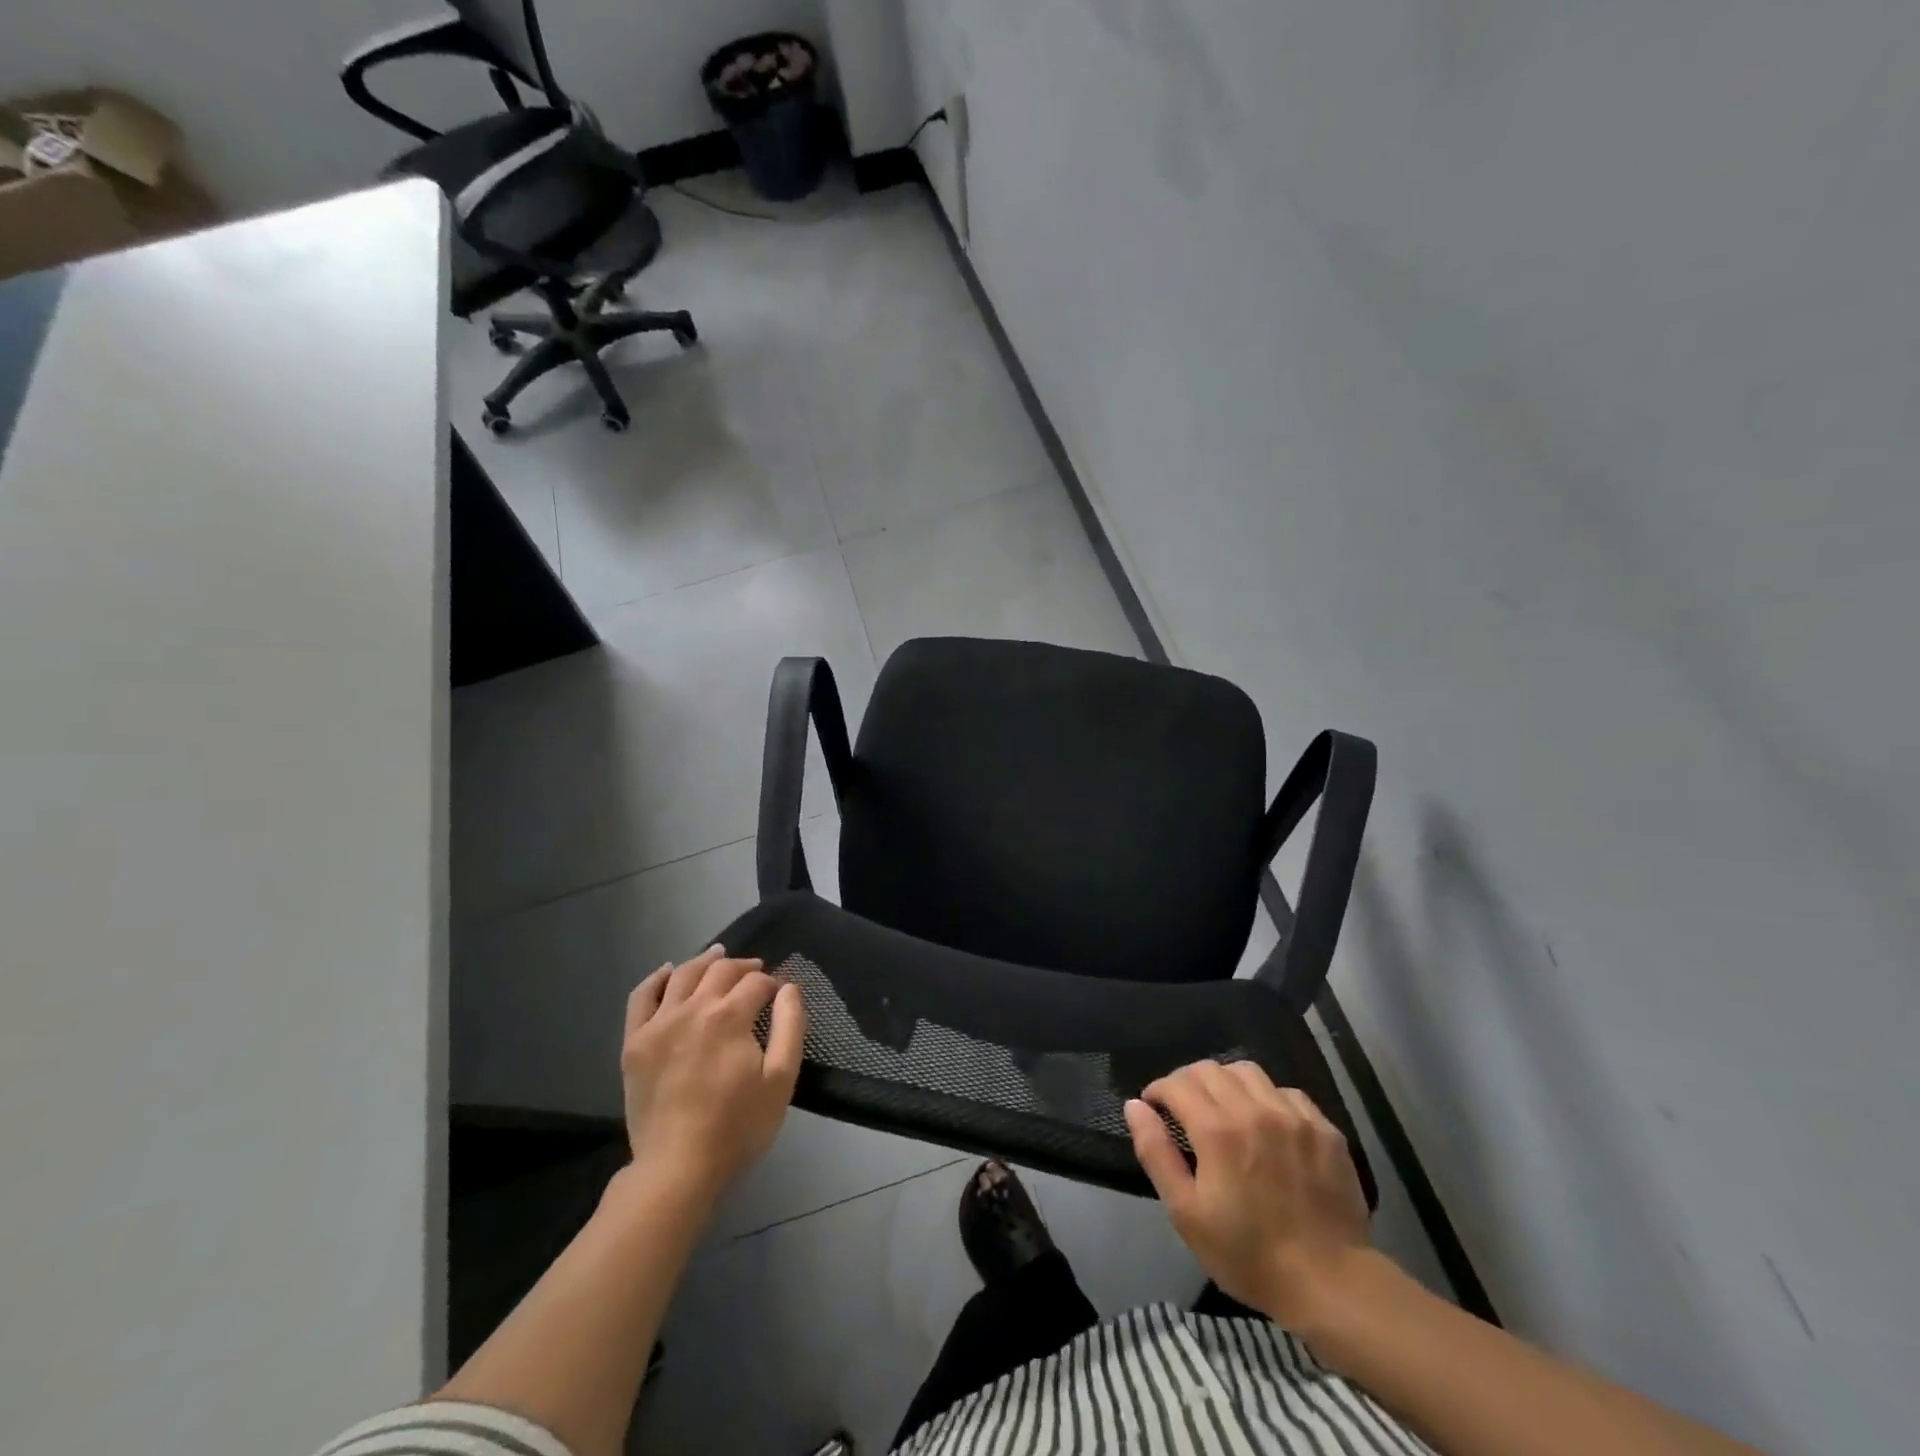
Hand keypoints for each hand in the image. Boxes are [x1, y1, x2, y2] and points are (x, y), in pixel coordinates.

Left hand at [620, 945, 805, 1207]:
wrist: (677, 1168)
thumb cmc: (737, 1126)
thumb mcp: (781, 1079)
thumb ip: (791, 1026)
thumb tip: (789, 988)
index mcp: (729, 1017)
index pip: (755, 983)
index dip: (771, 984)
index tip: (778, 994)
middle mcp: (692, 1009)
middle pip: (720, 971)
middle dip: (743, 967)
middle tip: (756, 972)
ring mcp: (658, 1024)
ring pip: (683, 975)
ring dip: (705, 961)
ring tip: (719, 956)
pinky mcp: (634, 1042)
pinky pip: (642, 996)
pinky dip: (657, 978)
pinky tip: (669, 971)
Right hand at [1126, 1059, 1371, 1324]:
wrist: (1329, 1284)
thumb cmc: (1248, 1254)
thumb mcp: (1186, 1213)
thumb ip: (1156, 1153)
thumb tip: (1135, 1106)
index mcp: (1217, 1129)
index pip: (1177, 1083)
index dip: (1158, 1091)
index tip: (1154, 1109)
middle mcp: (1254, 1109)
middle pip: (1210, 1069)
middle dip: (1187, 1082)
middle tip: (1184, 1110)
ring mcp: (1293, 1116)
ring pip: (1248, 1071)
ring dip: (1226, 1082)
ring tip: (1224, 1109)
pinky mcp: (1324, 1129)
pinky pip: (1287, 1092)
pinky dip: (1267, 1098)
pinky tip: (1267, 1124)